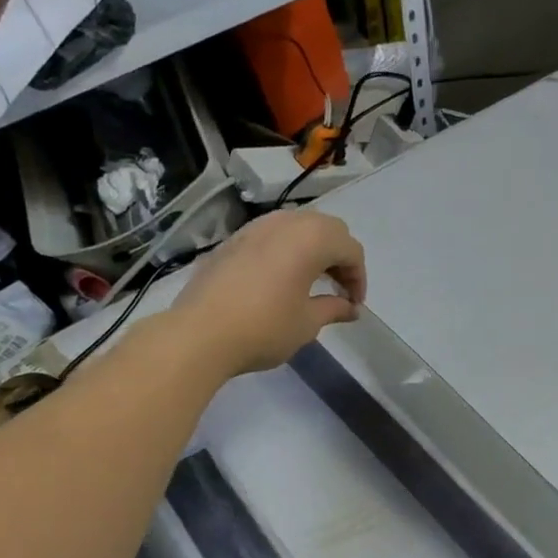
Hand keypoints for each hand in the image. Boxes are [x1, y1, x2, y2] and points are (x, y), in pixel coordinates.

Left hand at [166, 211, 366, 375]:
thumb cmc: (264, 328)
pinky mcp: (232, 240)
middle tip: (338, 289)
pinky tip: (280, 279)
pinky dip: (286, 251)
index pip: (350, 249)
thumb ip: (334, 308)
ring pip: (297, 227)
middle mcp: (285, 223)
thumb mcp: (307, 323)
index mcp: (311, 239)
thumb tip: (350, 308)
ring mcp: (254, 228)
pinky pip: (271, 236)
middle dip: (339, 257)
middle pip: (327, 229)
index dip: (359, 277)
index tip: (354, 305)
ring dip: (313, 249)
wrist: (199, 334)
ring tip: (312, 281)